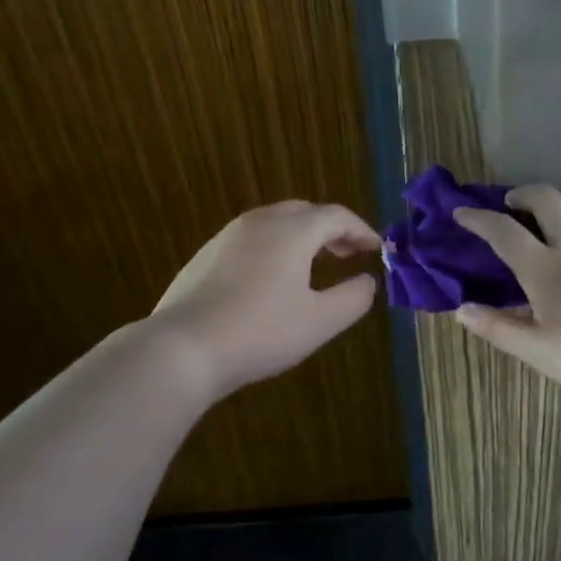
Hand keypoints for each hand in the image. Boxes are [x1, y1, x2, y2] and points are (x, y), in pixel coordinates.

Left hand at [151, 201, 381, 400]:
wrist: (183, 348)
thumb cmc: (260, 332)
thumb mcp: (320, 321)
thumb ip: (354, 298)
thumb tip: (368, 281)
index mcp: (292, 230)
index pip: (336, 216)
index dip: (362, 230)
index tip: (377, 249)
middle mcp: (260, 222)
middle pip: (305, 212)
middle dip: (332, 229)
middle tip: (349, 253)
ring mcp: (228, 236)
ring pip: (275, 222)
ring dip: (302, 236)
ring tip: (315, 263)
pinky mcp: (206, 255)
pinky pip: (252, 239)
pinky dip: (275, 247)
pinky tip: (273, 279)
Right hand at [452, 186, 560, 408]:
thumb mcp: (536, 351)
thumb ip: (497, 327)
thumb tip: (461, 309)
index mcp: (543, 269)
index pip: (503, 232)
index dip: (478, 218)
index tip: (461, 212)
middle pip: (547, 200)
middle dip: (525, 193)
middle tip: (514, 203)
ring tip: (556, 201)